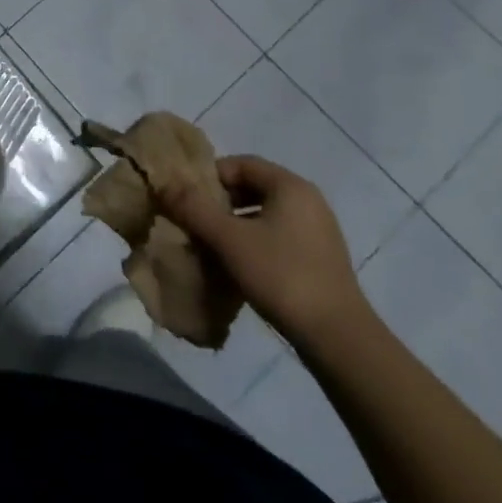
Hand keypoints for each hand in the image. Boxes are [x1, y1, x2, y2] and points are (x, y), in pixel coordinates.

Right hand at [158, 155, 370, 350]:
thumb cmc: (281, 275)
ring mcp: (318, 231)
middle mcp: (308, 201)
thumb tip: (163, 182)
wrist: (338, 339)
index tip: (186, 198)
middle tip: (194, 221)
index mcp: (290, 186)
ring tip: (211, 245)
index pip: (240, 163)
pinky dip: (254, 242)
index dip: (209, 176)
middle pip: (252, 187)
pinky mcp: (320, 259)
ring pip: (264, 214)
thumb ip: (193, 207)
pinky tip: (238, 266)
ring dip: (234, 224)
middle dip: (220, 202)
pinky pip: (278, 236)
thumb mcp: (228, 238)